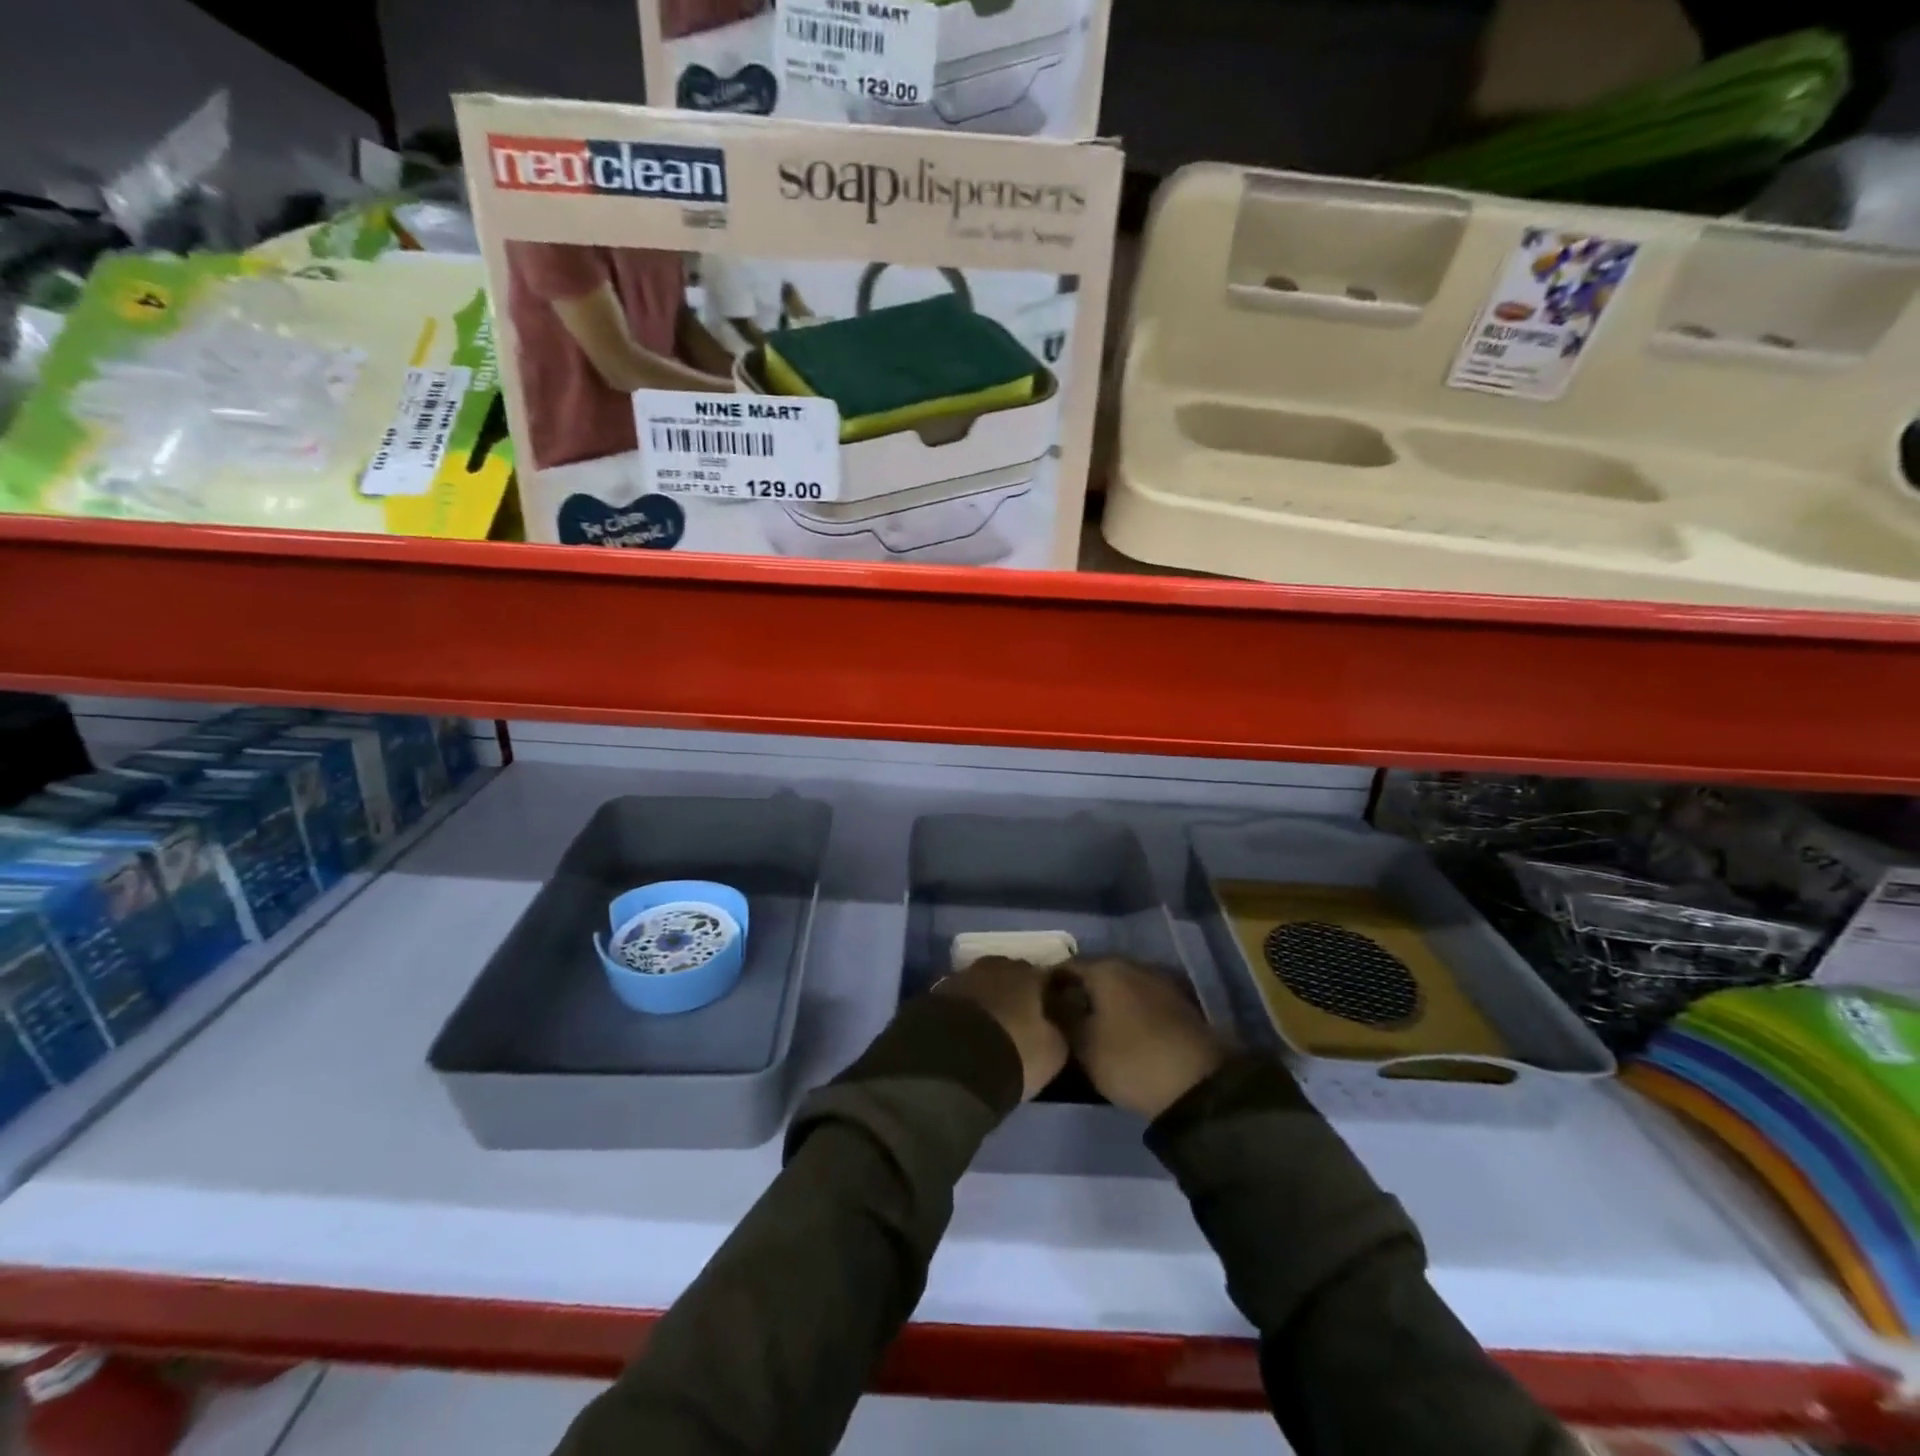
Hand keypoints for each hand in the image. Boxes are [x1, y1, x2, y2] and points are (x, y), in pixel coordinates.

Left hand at [933, 957, 1069, 1101]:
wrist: (952, 1061)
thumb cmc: (1014, 1052)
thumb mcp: (1053, 1050)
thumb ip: (1059, 1030)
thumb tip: (1057, 1022)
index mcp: (1028, 974)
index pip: (1046, 977)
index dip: (1049, 995)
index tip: (1052, 1013)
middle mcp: (995, 966)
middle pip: (1011, 975)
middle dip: (1015, 993)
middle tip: (1019, 1020)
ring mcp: (962, 976)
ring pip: (982, 984)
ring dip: (987, 1000)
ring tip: (989, 1027)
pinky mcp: (935, 993)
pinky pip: (959, 999)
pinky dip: (964, 1011)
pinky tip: (964, 1031)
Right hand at [1055, 957, 1226, 1118]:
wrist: (1198, 1084)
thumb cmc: (1130, 1059)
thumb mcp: (1083, 1044)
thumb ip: (1061, 1016)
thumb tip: (1048, 998)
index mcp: (1105, 968)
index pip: (1065, 966)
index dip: (1048, 985)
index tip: (1037, 1007)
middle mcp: (1132, 964)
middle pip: (1094, 973)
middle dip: (1077, 992)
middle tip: (1061, 1019)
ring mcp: (1158, 981)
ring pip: (1118, 986)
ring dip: (1103, 1001)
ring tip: (1089, 1028)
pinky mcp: (1177, 1002)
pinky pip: (1139, 999)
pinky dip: (1125, 1010)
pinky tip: (1119, 1031)